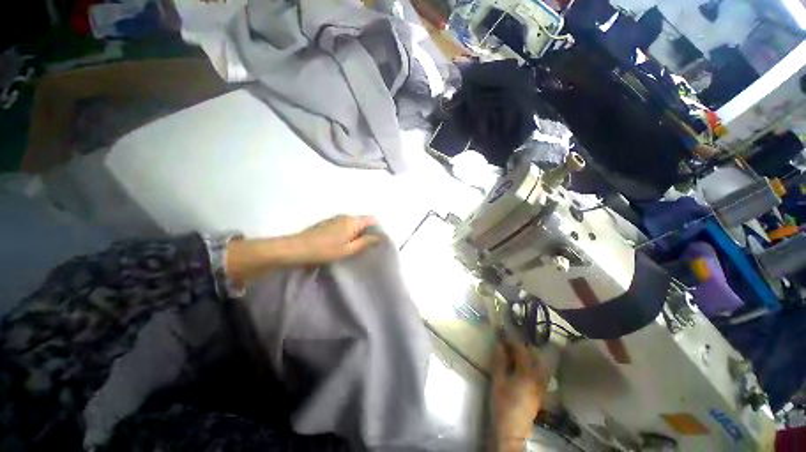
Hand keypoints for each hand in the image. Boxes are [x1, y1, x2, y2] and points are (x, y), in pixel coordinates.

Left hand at [281, 215, 380, 265]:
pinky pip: (343, 225)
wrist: (296, 249)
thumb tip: (381, 237)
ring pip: (352, 223)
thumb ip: (366, 242)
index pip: (372, 219)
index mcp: (352, 221)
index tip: (378, 240)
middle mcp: (345, 216)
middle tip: (368, 246)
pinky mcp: (327, 222)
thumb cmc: (325, 250)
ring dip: (356, 232)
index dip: (377, 228)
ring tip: (356, 246)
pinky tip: (342, 243)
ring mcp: (335, 218)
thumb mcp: (348, 249)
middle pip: (362, 221)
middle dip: (367, 231)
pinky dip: (347, 232)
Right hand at [491, 339, 546, 451]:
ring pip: (539, 365)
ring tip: (516, 353)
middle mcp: (537, 379)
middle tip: (509, 343)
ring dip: (529, 356)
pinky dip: (532, 365)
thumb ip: (500, 361)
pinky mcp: (540, 393)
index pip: (522, 351)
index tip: (503, 335)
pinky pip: (539, 373)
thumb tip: (500, 344)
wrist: (512, 430)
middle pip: (534, 357)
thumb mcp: (498, 381)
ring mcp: (541, 387)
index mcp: (527, 374)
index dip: (512, 341)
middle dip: (522, 347)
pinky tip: (522, 367)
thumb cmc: (502, 404)